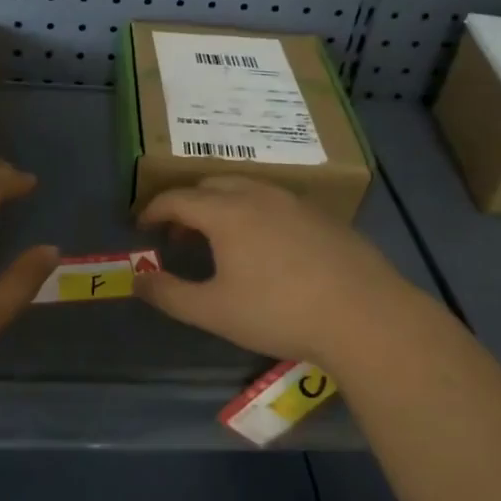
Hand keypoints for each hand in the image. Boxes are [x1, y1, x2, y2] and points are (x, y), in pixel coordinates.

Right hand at [135, 176, 414, 363]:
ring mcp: (295, 201)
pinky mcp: (323, 215)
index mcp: (226, 212)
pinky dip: (254, 212)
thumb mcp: (214, 311)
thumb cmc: (279, 312)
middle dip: (187, 205)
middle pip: (211, 185)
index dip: (153, 210)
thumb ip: (169, 294)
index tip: (142, 227)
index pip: (177, 198)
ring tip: (220, 239)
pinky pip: (276, 201)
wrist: (364, 315)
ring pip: (246, 188)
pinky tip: (266, 246)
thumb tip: (137, 281)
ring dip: (222, 205)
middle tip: (179, 235)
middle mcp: (258, 195)